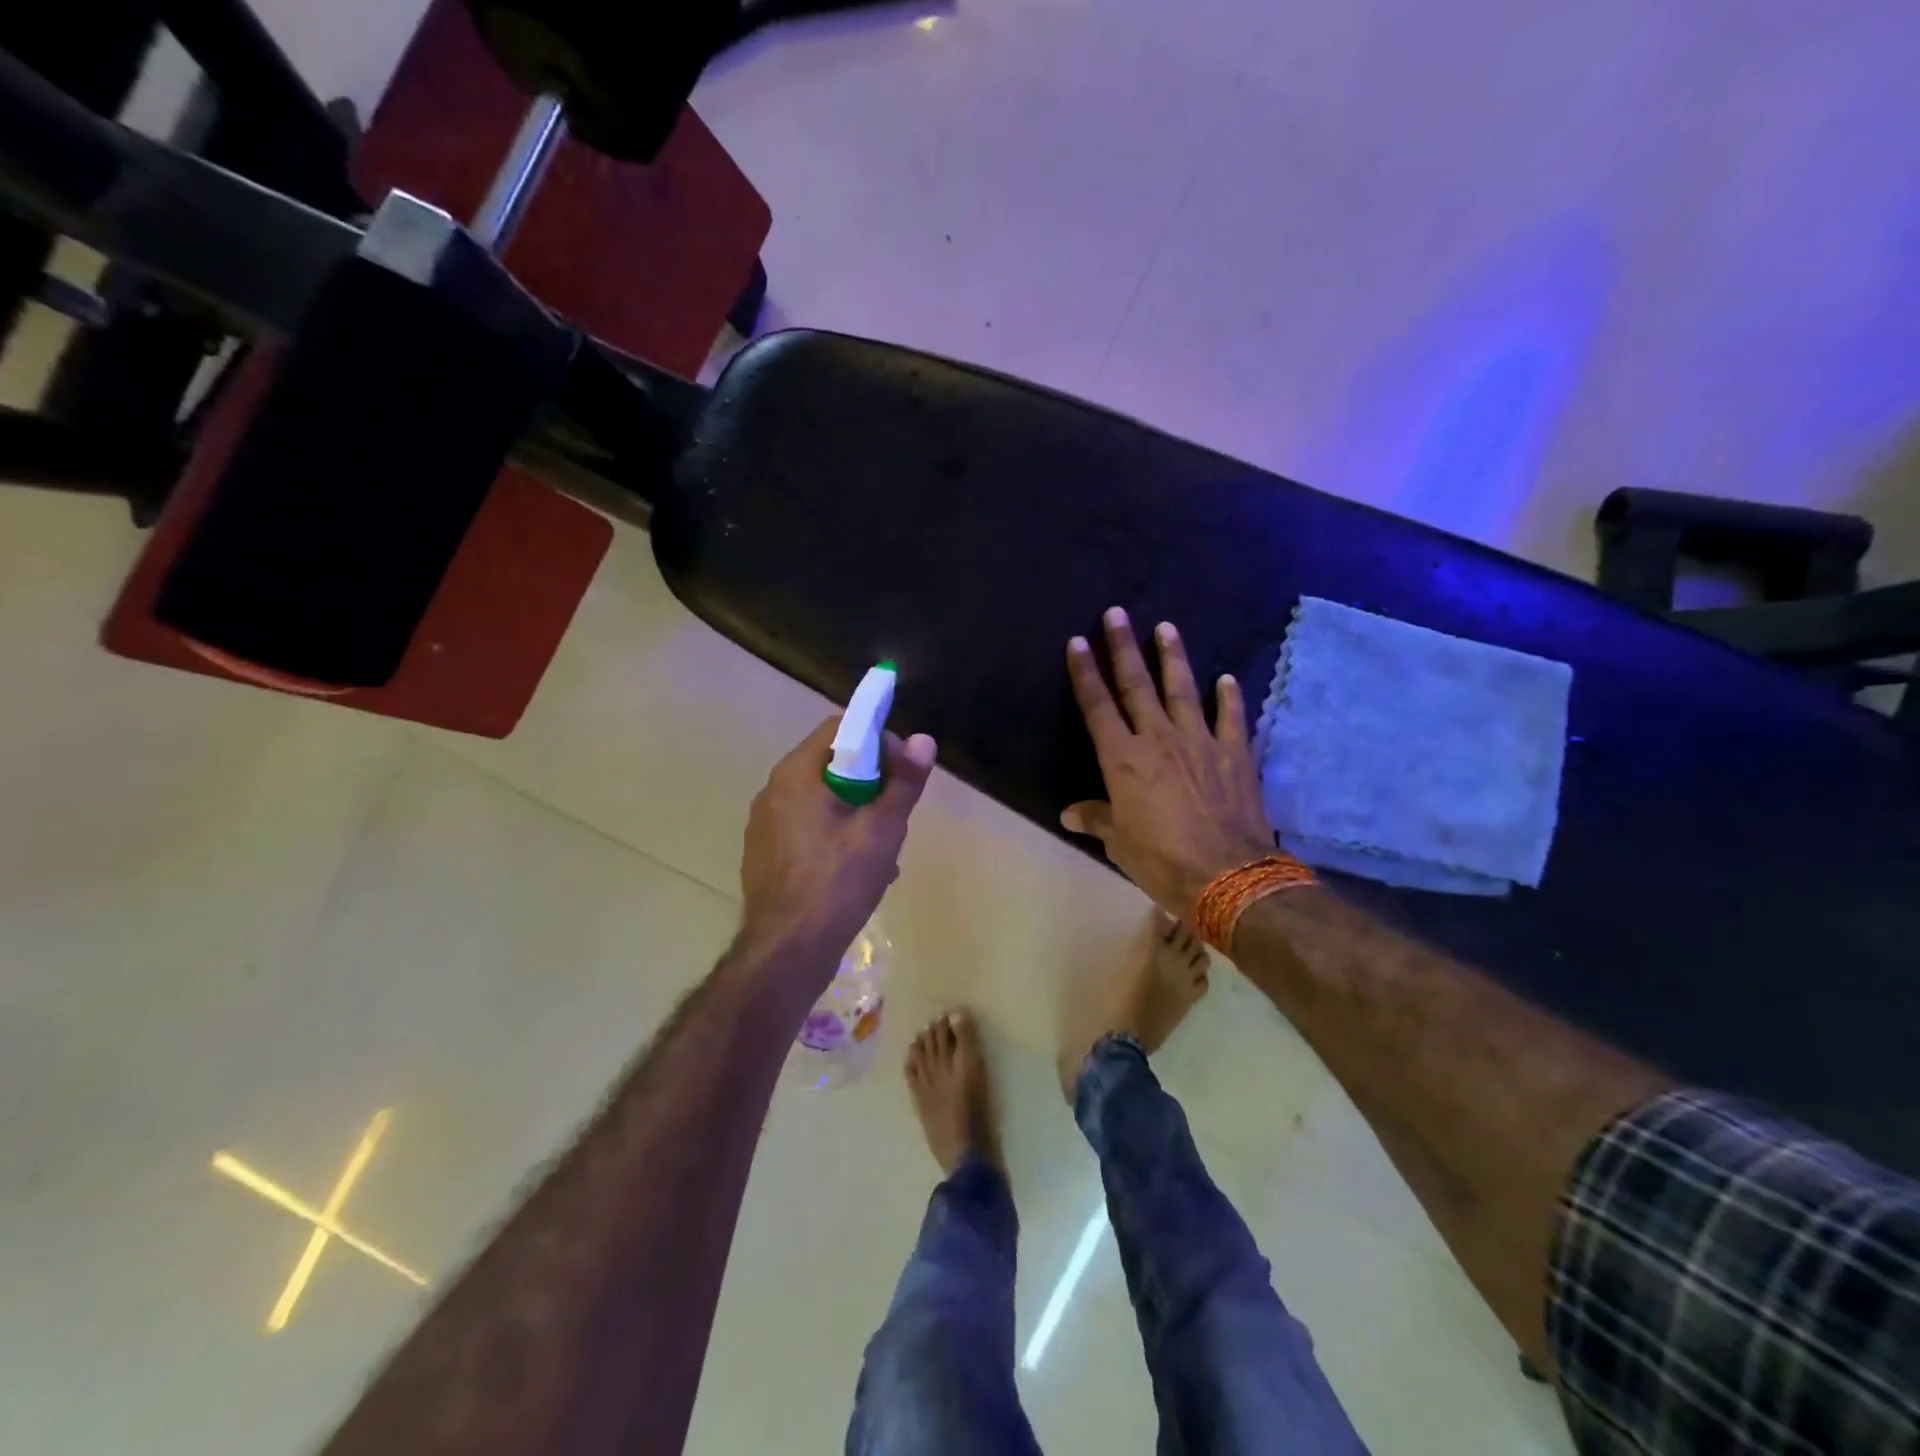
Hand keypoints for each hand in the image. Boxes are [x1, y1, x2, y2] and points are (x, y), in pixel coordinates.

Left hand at [739, 717, 938, 975]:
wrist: (787, 951)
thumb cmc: (838, 883)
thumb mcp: (882, 830)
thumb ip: (904, 782)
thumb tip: (923, 739)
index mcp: (796, 774)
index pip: (840, 728)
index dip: (878, 740)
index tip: (901, 770)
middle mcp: (773, 791)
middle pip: (832, 765)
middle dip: (871, 782)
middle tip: (895, 812)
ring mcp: (765, 825)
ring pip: (822, 799)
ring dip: (856, 812)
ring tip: (883, 849)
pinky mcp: (765, 854)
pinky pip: (807, 828)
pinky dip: (835, 835)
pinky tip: (857, 870)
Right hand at [1062, 608, 1275, 919]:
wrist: (1228, 876)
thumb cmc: (1161, 861)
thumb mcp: (1119, 843)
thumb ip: (1097, 819)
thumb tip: (1069, 813)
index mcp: (1123, 759)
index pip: (1097, 707)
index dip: (1085, 673)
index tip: (1078, 642)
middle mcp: (1158, 739)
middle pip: (1136, 685)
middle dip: (1124, 647)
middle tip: (1117, 613)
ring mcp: (1200, 742)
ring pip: (1182, 690)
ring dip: (1172, 657)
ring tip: (1166, 627)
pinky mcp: (1234, 754)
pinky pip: (1230, 717)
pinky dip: (1229, 696)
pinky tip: (1226, 677)